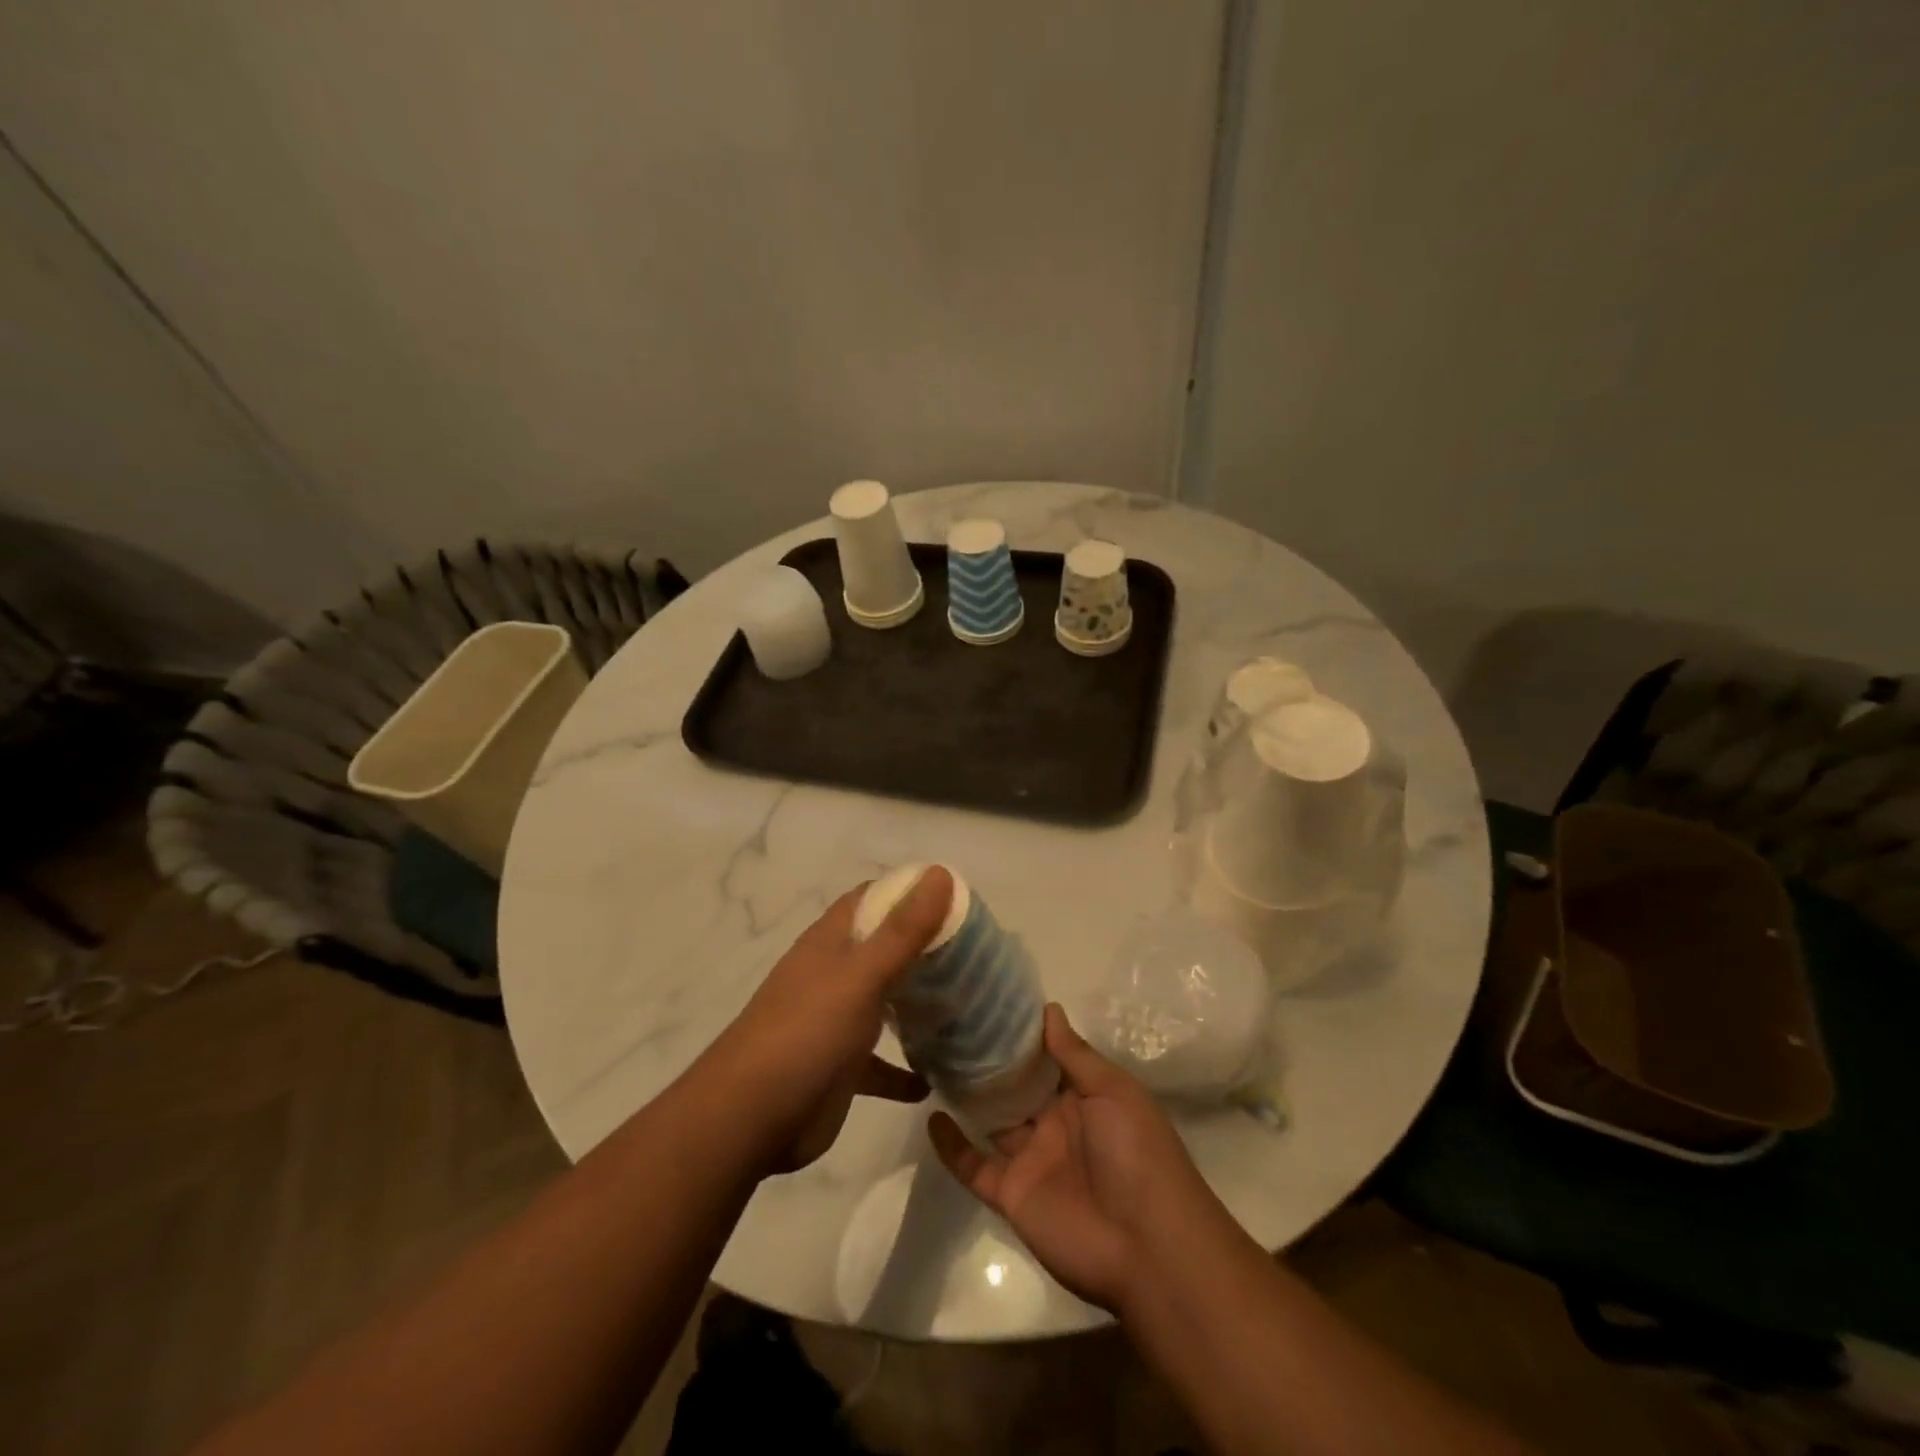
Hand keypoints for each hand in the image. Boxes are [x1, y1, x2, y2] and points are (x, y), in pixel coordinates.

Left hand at [703, 867, 953, 1173]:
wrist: (748, 1119)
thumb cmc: (807, 1033)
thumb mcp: (861, 975)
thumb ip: (903, 929)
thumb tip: (940, 872)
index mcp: (831, 941)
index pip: (872, 898)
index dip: (910, 891)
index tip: (958, 899)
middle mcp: (832, 974)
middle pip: (882, 948)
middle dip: (923, 947)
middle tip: (976, 952)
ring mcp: (834, 1021)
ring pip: (883, 1002)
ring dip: (917, 1003)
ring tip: (965, 1005)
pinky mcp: (839, 1068)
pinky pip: (879, 1064)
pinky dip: (903, 1070)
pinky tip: (933, 1081)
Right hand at [928, 1003, 1220, 1311]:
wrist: (1146, 1246)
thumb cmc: (1137, 1153)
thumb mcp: (1114, 1092)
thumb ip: (1076, 1054)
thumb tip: (1048, 1010)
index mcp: (1083, 1097)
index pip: (1047, 1058)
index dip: (1022, 1034)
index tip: (989, 1001)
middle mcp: (1055, 1123)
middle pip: (1016, 1086)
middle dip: (990, 1060)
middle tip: (951, 1022)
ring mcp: (1032, 1159)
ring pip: (992, 1120)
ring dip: (969, 1095)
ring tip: (934, 1059)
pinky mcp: (1011, 1194)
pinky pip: (975, 1166)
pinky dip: (952, 1147)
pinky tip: (932, 1117)